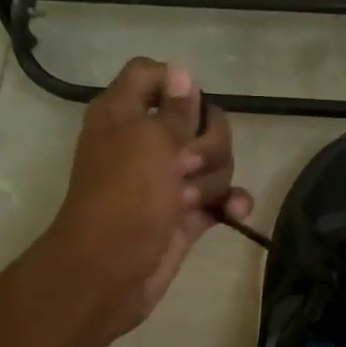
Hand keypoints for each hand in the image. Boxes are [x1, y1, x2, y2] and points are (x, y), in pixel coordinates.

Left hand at [46, 58, 254, 339]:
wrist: (110, 273)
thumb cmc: (124, 198)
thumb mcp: (149, 142)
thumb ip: (174, 110)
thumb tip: (183, 73)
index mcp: (125, 114)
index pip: (152, 75)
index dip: (177, 84)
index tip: (192, 106)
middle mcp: (146, 142)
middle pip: (199, 120)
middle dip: (209, 142)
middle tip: (187, 165)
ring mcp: (168, 180)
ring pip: (214, 162)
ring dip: (213, 179)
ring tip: (190, 201)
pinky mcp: (185, 214)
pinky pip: (220, 198)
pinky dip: (229, 203)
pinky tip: (235, 212)